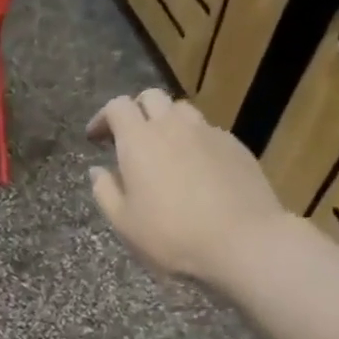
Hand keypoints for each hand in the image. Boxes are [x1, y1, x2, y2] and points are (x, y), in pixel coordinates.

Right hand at [86, 88, 294, 286]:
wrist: (243, 242)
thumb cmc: (171, 234)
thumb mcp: (123, 222)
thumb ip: (105, 191)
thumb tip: (98, 171)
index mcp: (139, 141)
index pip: (117, 107)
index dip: (103, 117)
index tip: (96, 138)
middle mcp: (173, 126)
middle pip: (151, 97)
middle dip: (135, 111)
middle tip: (129, 138)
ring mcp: (209, 133)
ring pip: (182, 111)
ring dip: (166, 122)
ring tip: (163, 151)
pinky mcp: (236, 146)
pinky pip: (207, 132)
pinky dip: (193, 141)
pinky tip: (195, 170)